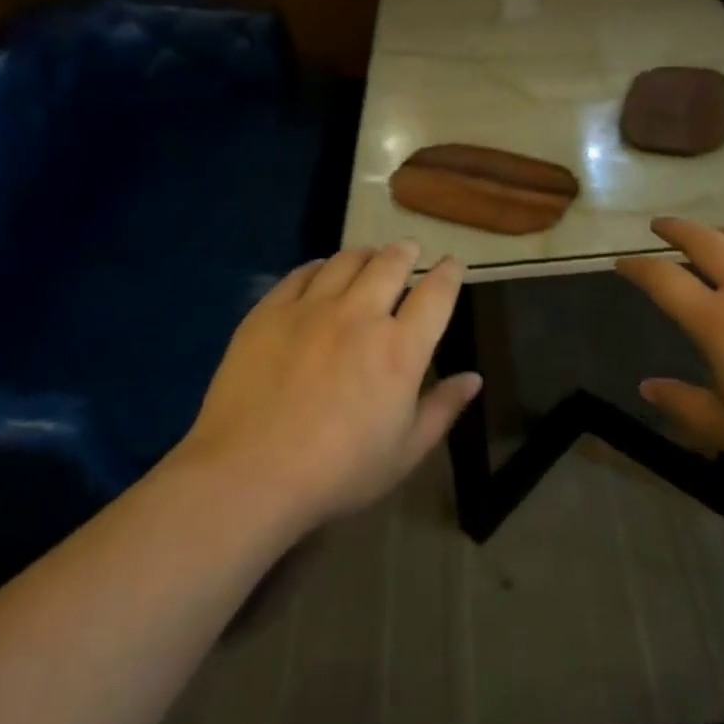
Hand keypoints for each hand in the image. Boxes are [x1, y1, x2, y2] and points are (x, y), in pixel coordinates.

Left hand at [175, 242, 481, 528]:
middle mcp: (360, 315)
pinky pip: (301, 273)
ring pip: (345, 261)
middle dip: (405, 252)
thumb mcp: (404, 453)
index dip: (449, 274)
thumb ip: (442, 409)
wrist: (249, 473)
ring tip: (368, 257)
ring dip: (365, 254)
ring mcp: (311, 308)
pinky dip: (319, 267)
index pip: (436, 294)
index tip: (452, 264)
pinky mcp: (270, 311)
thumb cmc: (337, 473)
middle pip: (390, 264)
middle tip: (409, 249)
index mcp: (400, 349)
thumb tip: (474, 378)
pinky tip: (320, 272)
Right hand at [616, 218, 723, 474]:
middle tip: (660, 226)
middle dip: (673, 228)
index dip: (637, 267)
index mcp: (717, 319)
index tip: (623, 263)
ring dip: (719, 233)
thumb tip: (647, 387)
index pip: (662, 279)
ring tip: (712, 238)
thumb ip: (683, 406)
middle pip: (700, 239)